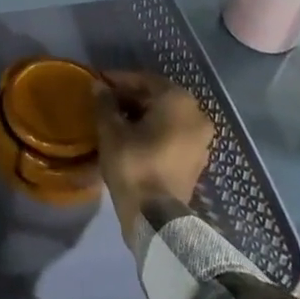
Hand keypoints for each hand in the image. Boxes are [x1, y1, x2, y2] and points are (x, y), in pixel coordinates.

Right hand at [93, 72, 215, 238]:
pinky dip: (155, 130)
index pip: (145, 80)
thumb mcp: (111, 131)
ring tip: (116, 119)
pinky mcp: (197, 159)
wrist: (157, 218)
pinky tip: (133, 136)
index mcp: (178, 101)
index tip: (99, 82)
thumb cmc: (134, 165)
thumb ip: (105, 103)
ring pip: (167, 116)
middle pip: (158, 97)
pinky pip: (174, 133)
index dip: (119, 80)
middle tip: (106, 101)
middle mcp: (196, 115)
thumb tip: (98, 85)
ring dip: (143, 114)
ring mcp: (201, 139)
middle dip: (131, 97)